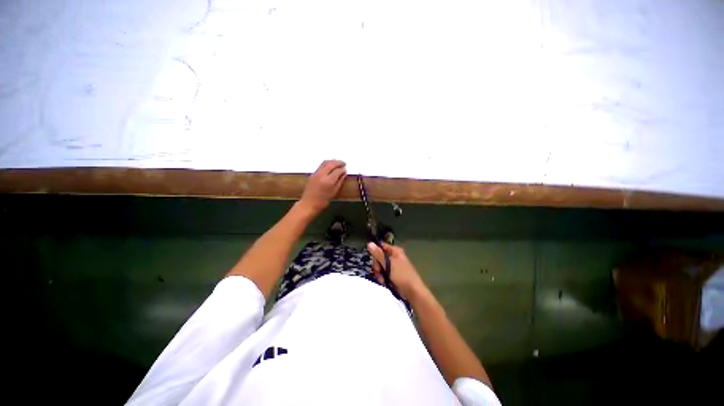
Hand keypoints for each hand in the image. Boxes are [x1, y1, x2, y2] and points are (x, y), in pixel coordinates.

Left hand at [298, 160, 346, 215]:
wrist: (309, 204)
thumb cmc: (323, 201)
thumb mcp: (334, 192)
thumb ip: (340, 181)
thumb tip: (344, 173)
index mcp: (329, 181)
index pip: (338, 170)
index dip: (343, 169)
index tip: (346, 169)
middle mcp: (322, 175)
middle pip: (331, 164)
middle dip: (338, 162)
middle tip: (343, 163)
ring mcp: (316, 173)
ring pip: (325, 162)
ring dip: (332, 161)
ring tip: (337, 162)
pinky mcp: (312, 174)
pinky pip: (321, 165)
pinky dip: (327, 163)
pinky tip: (330, 166)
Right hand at [367, 242, 425, 299]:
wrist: (412, 292)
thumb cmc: (402, 275)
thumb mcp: (389, 263)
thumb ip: (378, 254)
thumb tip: (369, 243)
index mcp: (395, 251)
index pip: (381, 247)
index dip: (376, 253)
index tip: (374, 260)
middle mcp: (393, 257)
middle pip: (379, 257)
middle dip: (377, 266)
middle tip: (379, 272)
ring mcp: (393, 266)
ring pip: (380, 267)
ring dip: (379, 274)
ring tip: (382, 280)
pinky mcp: (392, 275)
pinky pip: (383, 274)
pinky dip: (382, 278)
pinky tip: (384, 283)